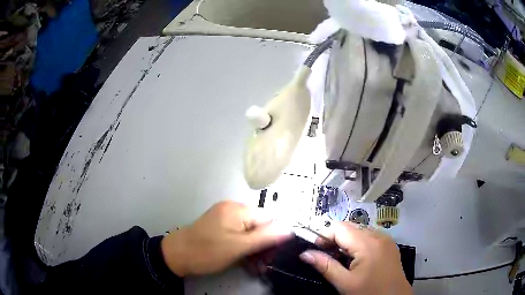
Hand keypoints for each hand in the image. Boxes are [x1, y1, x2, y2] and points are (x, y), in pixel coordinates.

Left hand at [160, 201, 291, 276]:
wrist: (177, 256)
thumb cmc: (207, 251)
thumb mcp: (238, 247)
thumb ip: (265, 237)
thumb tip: (289, 229)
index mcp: (238, 210)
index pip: (268, 220)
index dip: (273, 238)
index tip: (273, 256)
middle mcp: (233, 210)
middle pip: (259, 227)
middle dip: (264, 247)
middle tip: (264, 265)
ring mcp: (226, 219)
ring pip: (250, 234)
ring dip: (255, 251)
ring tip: (256, 267)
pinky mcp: (221, 228)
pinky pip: (240, 236)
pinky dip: (245, 249)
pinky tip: (246, 262)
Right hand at [300, 222, 411, 294]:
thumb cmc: (369, 292)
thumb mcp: (345, 283)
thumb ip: (325, 266)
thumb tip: (305, 254)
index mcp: (367, 243)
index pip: (339, 227)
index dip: (324, 236)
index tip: (316, 251)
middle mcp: (378, 235)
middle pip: (349, 227)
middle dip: (334, 239)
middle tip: (327, 256)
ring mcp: (385, 239)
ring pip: (359, 231)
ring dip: (346, 241)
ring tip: (341, 259)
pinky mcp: (389, 245)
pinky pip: (369, 237)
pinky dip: (358, 243)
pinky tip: (356, 259)